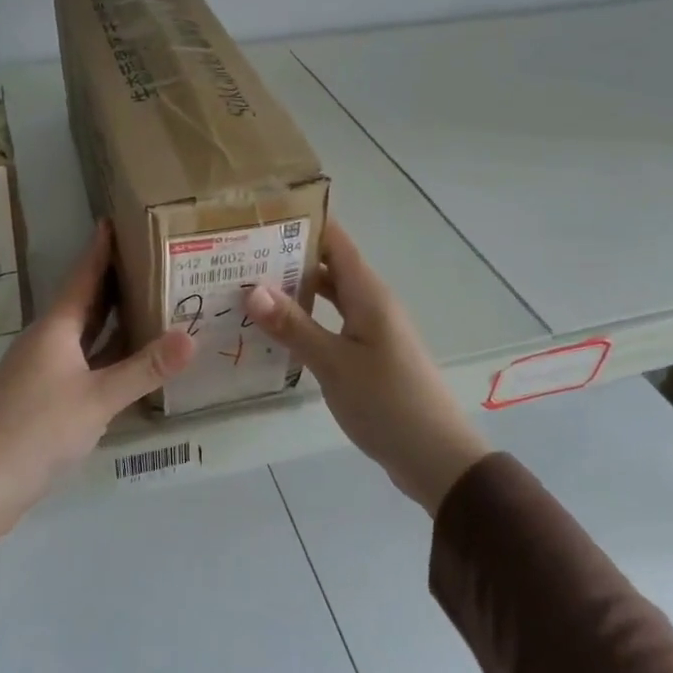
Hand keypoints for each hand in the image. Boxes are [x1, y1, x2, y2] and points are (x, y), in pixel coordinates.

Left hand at [0, 221, 195, 541]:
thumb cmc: (38, 428)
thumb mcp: (98, 398)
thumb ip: (145, 369)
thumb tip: (191, 337)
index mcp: (55, 328)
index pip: (82, 276)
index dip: (100, 249)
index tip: (117, 219)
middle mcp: (48, 341)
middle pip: (85, 301)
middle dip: (114, 280)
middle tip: (151, 258)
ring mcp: (44, 370)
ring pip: (85, 334)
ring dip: (113, 318)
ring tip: (150, 299)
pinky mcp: (45, 397)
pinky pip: (84, 361)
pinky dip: (108, 353)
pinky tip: (131, 358)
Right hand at [247, 219, 489, 515]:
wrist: (435, 457)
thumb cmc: (388, 402)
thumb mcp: (335, 363)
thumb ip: (294, 325)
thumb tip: (252, 287)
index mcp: (368, 294)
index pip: (334, 240)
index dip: (301, 223)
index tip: (258, 215)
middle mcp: (371, 303)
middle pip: (328, 266)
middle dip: (287, 257)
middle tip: (237, 254)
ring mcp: (371, 330)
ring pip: (328, 297)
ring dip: (294, 291)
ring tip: (246, 287)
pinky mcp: (368, 355)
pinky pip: (332, 324)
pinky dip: (305, 321)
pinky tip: (275, 331)